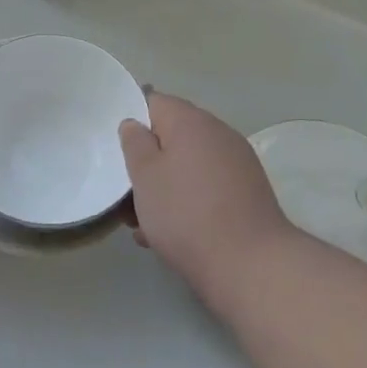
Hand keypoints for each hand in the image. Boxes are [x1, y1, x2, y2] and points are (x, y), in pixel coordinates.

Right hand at [119, 92, 295, 305]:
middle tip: (126, 193)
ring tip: (144, 223)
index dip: (132, 120)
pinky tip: (172, 235)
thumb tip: (134, 123)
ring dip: (166, 186)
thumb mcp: (145, 176)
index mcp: (191, 121)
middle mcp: (219, 133)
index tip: (116, 148)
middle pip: (172, 136)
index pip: (154, 102)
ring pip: (189, 166)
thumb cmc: (186, 214)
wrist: (250, 265)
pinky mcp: (248, 193)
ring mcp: (238, 163)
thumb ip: (135, 143)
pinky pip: (207, 187)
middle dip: (148, 162)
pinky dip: (188, 202)